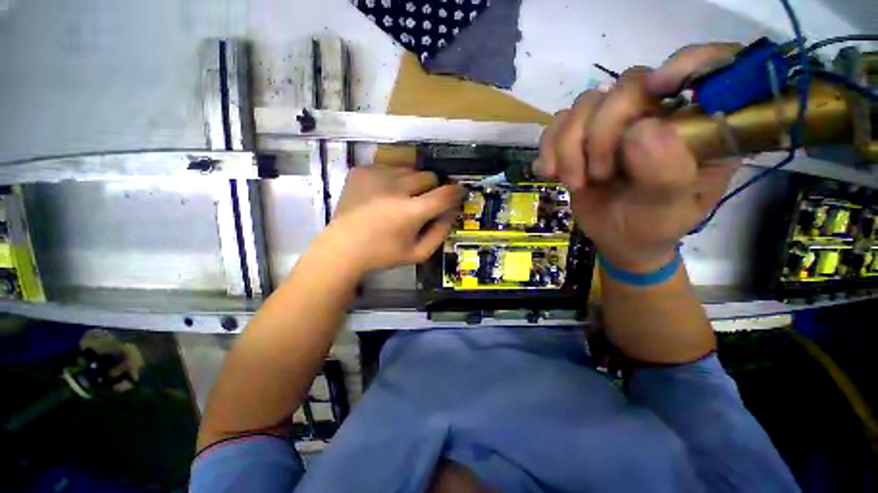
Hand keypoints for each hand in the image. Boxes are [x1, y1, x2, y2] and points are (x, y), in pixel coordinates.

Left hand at [323, 165, 463, 274]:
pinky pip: (389, 166)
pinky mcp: (361, 170)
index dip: (456, 192)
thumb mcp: (418, 253)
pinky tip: (383, 194)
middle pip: (428, 176)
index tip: (459, 192)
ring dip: (412, 182)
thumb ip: (441, 232)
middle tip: (421, 203)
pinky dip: (392, 178)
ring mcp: (375, 175)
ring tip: (400, 198)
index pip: (444, 194)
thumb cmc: (383, 254)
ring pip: (409, 169)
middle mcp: (394, 188)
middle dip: (431, 189)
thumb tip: (453, 211)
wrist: (342, 247)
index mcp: (409, 212)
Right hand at [535, 44, 740, 270]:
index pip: (710, 65)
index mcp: (700, 125)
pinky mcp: (582, 135)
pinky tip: (550, 172)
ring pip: (584, 104)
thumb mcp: (670, 210)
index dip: (686, 64)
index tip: (658, 91)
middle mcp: (660, 112)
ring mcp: (616, 121)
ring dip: (568, 146)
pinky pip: (557, 123)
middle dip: (600, 133)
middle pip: (626, 86)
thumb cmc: (653, 226)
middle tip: (597, 175)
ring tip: (575, 182)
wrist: (617, 238)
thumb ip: (667, 173)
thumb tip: (639, 129)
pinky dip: (548, 147)